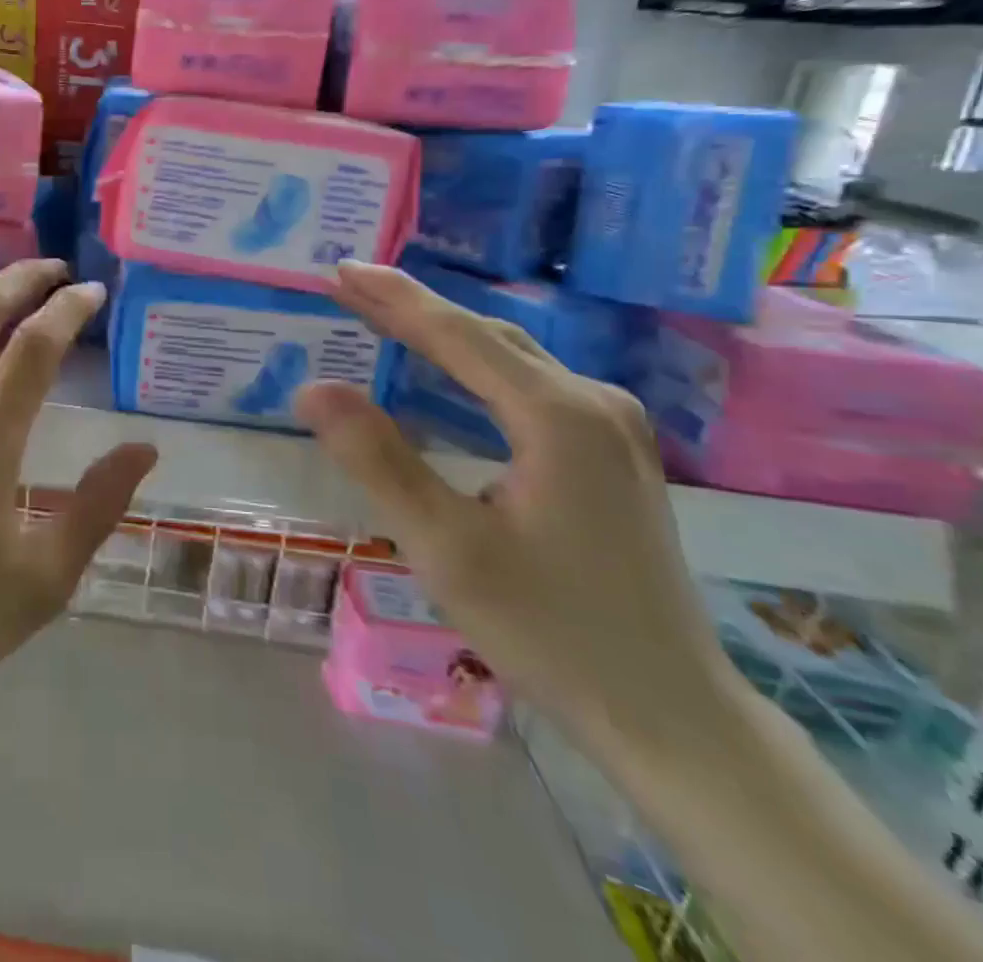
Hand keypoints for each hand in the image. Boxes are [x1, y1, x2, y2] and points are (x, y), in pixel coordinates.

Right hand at [296, 260, 742, 756]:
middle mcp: (594, 403)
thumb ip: (378, 459)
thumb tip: (312, 388)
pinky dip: (474, 367)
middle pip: (487, 337)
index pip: (459, 335)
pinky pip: (529, 386)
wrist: (669, 713)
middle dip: (413, 308)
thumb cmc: (550, 631)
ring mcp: (612, 426)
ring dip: (442, 334)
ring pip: (511, 358)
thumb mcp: (446, 547)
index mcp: (558, 417)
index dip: (393, 299)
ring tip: (380, 315)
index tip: (340, 269)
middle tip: (347, 284)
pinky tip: (445, 373)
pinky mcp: (611, 452)